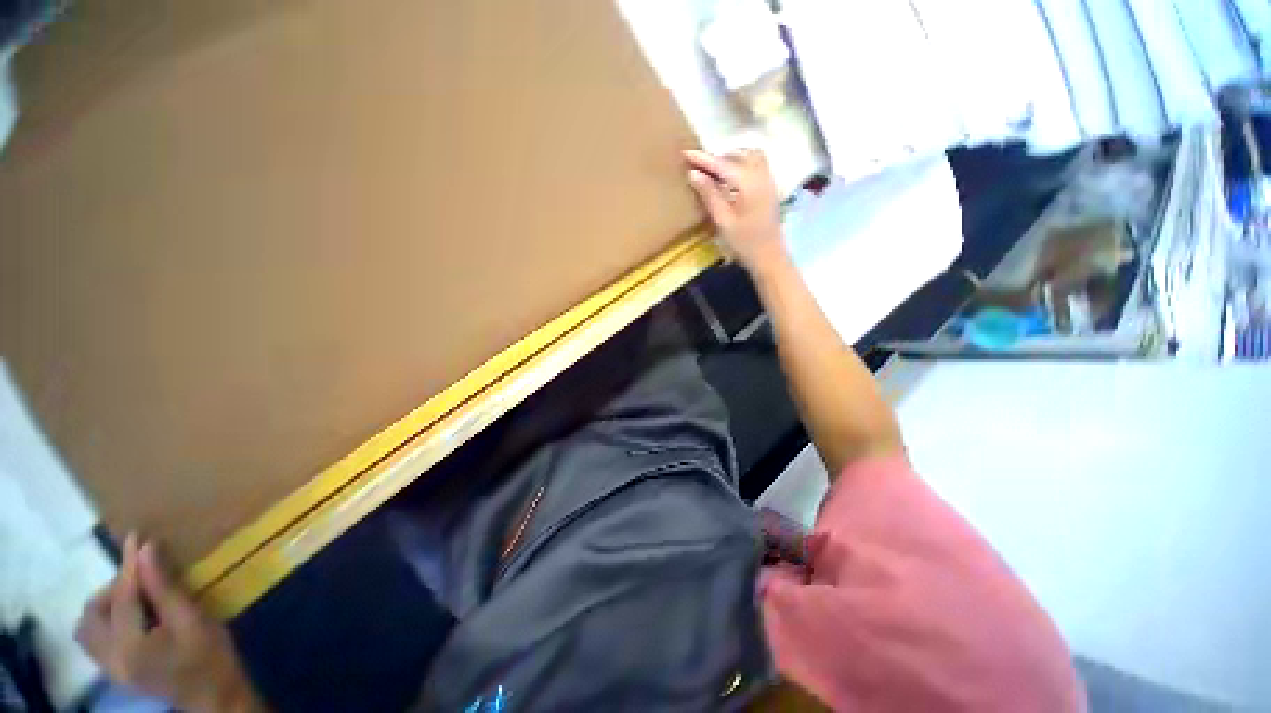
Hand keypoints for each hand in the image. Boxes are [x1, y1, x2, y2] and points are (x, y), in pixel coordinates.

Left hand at [76, 534, 264, 712]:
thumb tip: (146, 550)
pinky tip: (131, 616)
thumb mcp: (193, 620)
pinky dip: (106, 620)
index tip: (136, 537)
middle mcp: (111, 659)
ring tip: (134, 596)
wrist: (214, 696)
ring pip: (87, 628)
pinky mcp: (115, 670)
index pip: (123, 598)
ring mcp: (110, 668)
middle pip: (91, 615)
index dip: (129, 565)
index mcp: (132, 648)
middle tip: (139, 578)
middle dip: (111, 590)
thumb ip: (165, 588)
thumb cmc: (210, 656)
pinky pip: (95, 639)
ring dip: (104, 606)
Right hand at [683, 149, 786, 270]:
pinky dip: (741, 163)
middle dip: (717, 157)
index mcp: (748, 184)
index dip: (703, 159)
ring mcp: (768, 180)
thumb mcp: (723, 221)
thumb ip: (709, 195)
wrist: (770, 257)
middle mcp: (761, 175)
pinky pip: (756, 164)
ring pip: (750, 155)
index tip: (685, 153)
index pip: (722, 164)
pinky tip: (730, 178)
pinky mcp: (770, 187)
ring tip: (714, 171)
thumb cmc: (744, 243)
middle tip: (698, 167)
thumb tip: (693, 174)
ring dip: (731, 158)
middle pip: (738, 154)